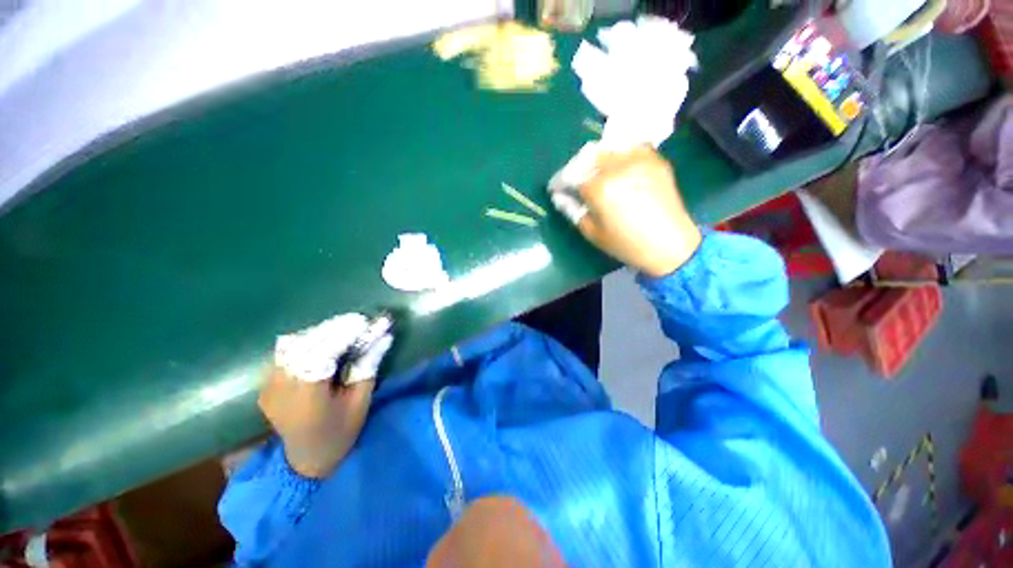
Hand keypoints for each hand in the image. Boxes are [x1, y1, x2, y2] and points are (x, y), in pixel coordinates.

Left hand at [263, 313, 392, 477]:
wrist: (305, 460)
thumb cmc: (340, 433)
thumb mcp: (361, 401)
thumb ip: (369, 366)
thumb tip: (384, 337)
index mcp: (307, 399)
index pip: (320, 355)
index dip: (341, 334)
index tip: (363, 321)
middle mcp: (281, 390)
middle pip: (304, 346)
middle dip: (333, 329)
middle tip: (357, 322)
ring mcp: (268, 387)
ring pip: (291, 346)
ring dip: (319, 333)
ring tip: (343, 329)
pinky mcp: (265, 385)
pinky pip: (285, 353)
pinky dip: (305, 342)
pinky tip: (322, 342)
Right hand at [569, 146, 701, 277]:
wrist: (671, 244)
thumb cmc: (627, 244)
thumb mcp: (592, 233)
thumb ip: (572, 211)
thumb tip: (560, 196)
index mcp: (600, 188)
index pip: (571, 176)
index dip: (560, 183)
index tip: (556, 189)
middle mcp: (618, 167)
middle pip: (588, 157)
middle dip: (577, 168)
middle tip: (574, 182)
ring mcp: (639, 159)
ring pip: (608, 148)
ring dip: (596, 159)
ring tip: (594, 174)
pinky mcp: (655, 160)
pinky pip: (631, 148)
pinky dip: (619, 154)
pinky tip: (617, 169)